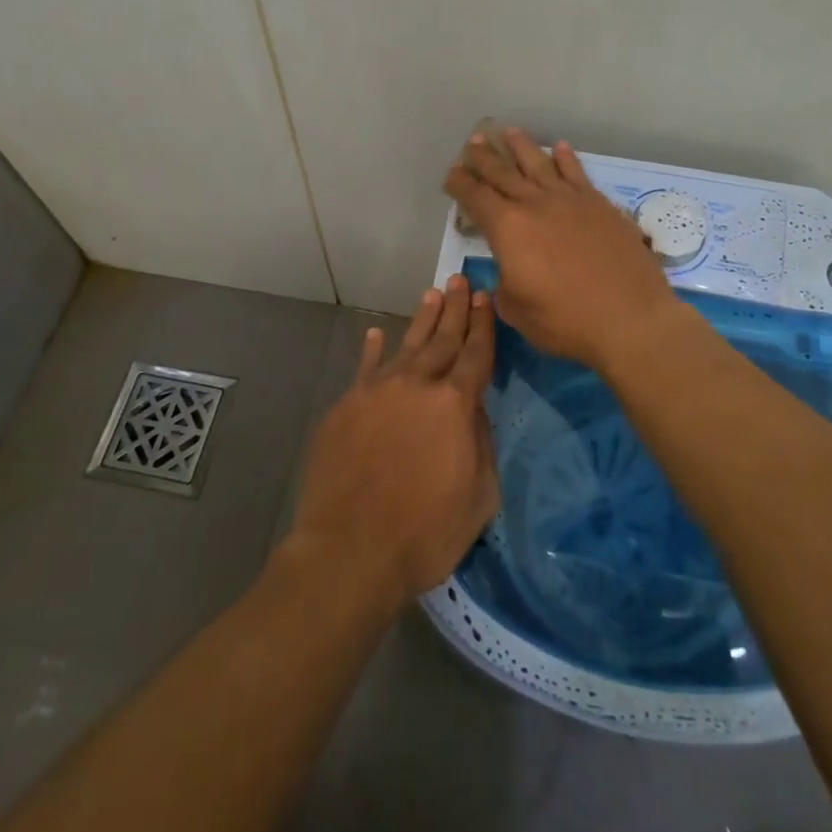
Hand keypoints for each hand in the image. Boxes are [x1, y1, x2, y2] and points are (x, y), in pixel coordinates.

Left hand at [286, 275, 499, 607]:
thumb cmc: (424, 534)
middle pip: (442, 339)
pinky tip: (377, 334)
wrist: (349, 551)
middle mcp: (417, 385)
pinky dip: (373, 349)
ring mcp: (376, 391)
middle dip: (455, 309)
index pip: (476, 354)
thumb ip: (481, 444)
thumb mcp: (479, 498)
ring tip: (432, 294)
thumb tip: (473, 409)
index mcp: (454, 405)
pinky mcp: (346, 405)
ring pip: (406, 345)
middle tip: (460, 280)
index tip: (485, 297)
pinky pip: (365, 367)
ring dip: (422, 319)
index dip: (483, 325)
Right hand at [444, 127, 682, 370]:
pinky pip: (577, 173)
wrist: (630, 319)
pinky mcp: (600, 205)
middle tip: (474, 141)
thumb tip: (509, 270)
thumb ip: (504, 283)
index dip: (461, 184)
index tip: (452, 173)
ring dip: (521, 146)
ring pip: (539, 164)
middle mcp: (535, 204)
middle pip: (504, 173)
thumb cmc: (565, 321)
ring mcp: (570, 200)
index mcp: (507, 228)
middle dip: (485, 158)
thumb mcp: (516, 310)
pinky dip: (566, 158)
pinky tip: (560, 147)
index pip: (476, 198)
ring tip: (509, 131)